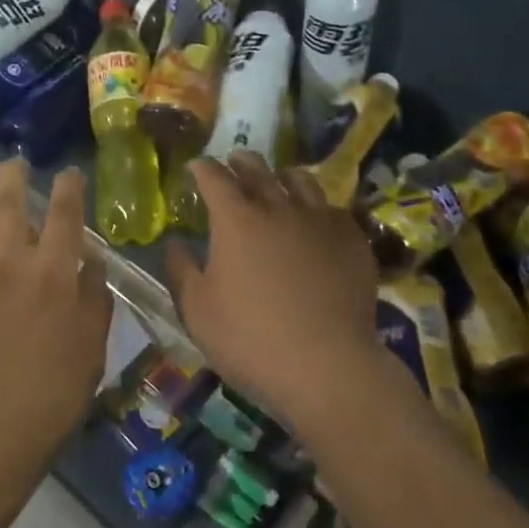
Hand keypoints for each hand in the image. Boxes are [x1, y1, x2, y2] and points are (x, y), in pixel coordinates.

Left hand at [0, 160, 111, 508]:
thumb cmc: (47, 401)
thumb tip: (91, 260)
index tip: (66, 172)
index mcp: (50, 274)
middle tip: (9, 163)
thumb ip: (93, 300)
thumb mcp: (90, 352)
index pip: (64, 215)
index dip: (67, 188)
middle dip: (9, 177)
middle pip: (5, 204)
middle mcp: (4, 262)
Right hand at [166, 152, 385, 426]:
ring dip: (283, 176)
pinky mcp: (353, 242)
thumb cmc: (250, 339)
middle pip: (259, 170)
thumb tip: (175, 244)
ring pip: (302, 182)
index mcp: (236, 220)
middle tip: (235, 161)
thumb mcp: (197, 311)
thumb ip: (181, 271)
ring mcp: (321, 222)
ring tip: (279, 180)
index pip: (214, 178)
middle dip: (242, 162)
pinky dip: (318, 208)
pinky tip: (318, 221)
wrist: (327, 366)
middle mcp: (279, 208)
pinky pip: (334, 210)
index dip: (203, 168)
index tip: (196, 166)